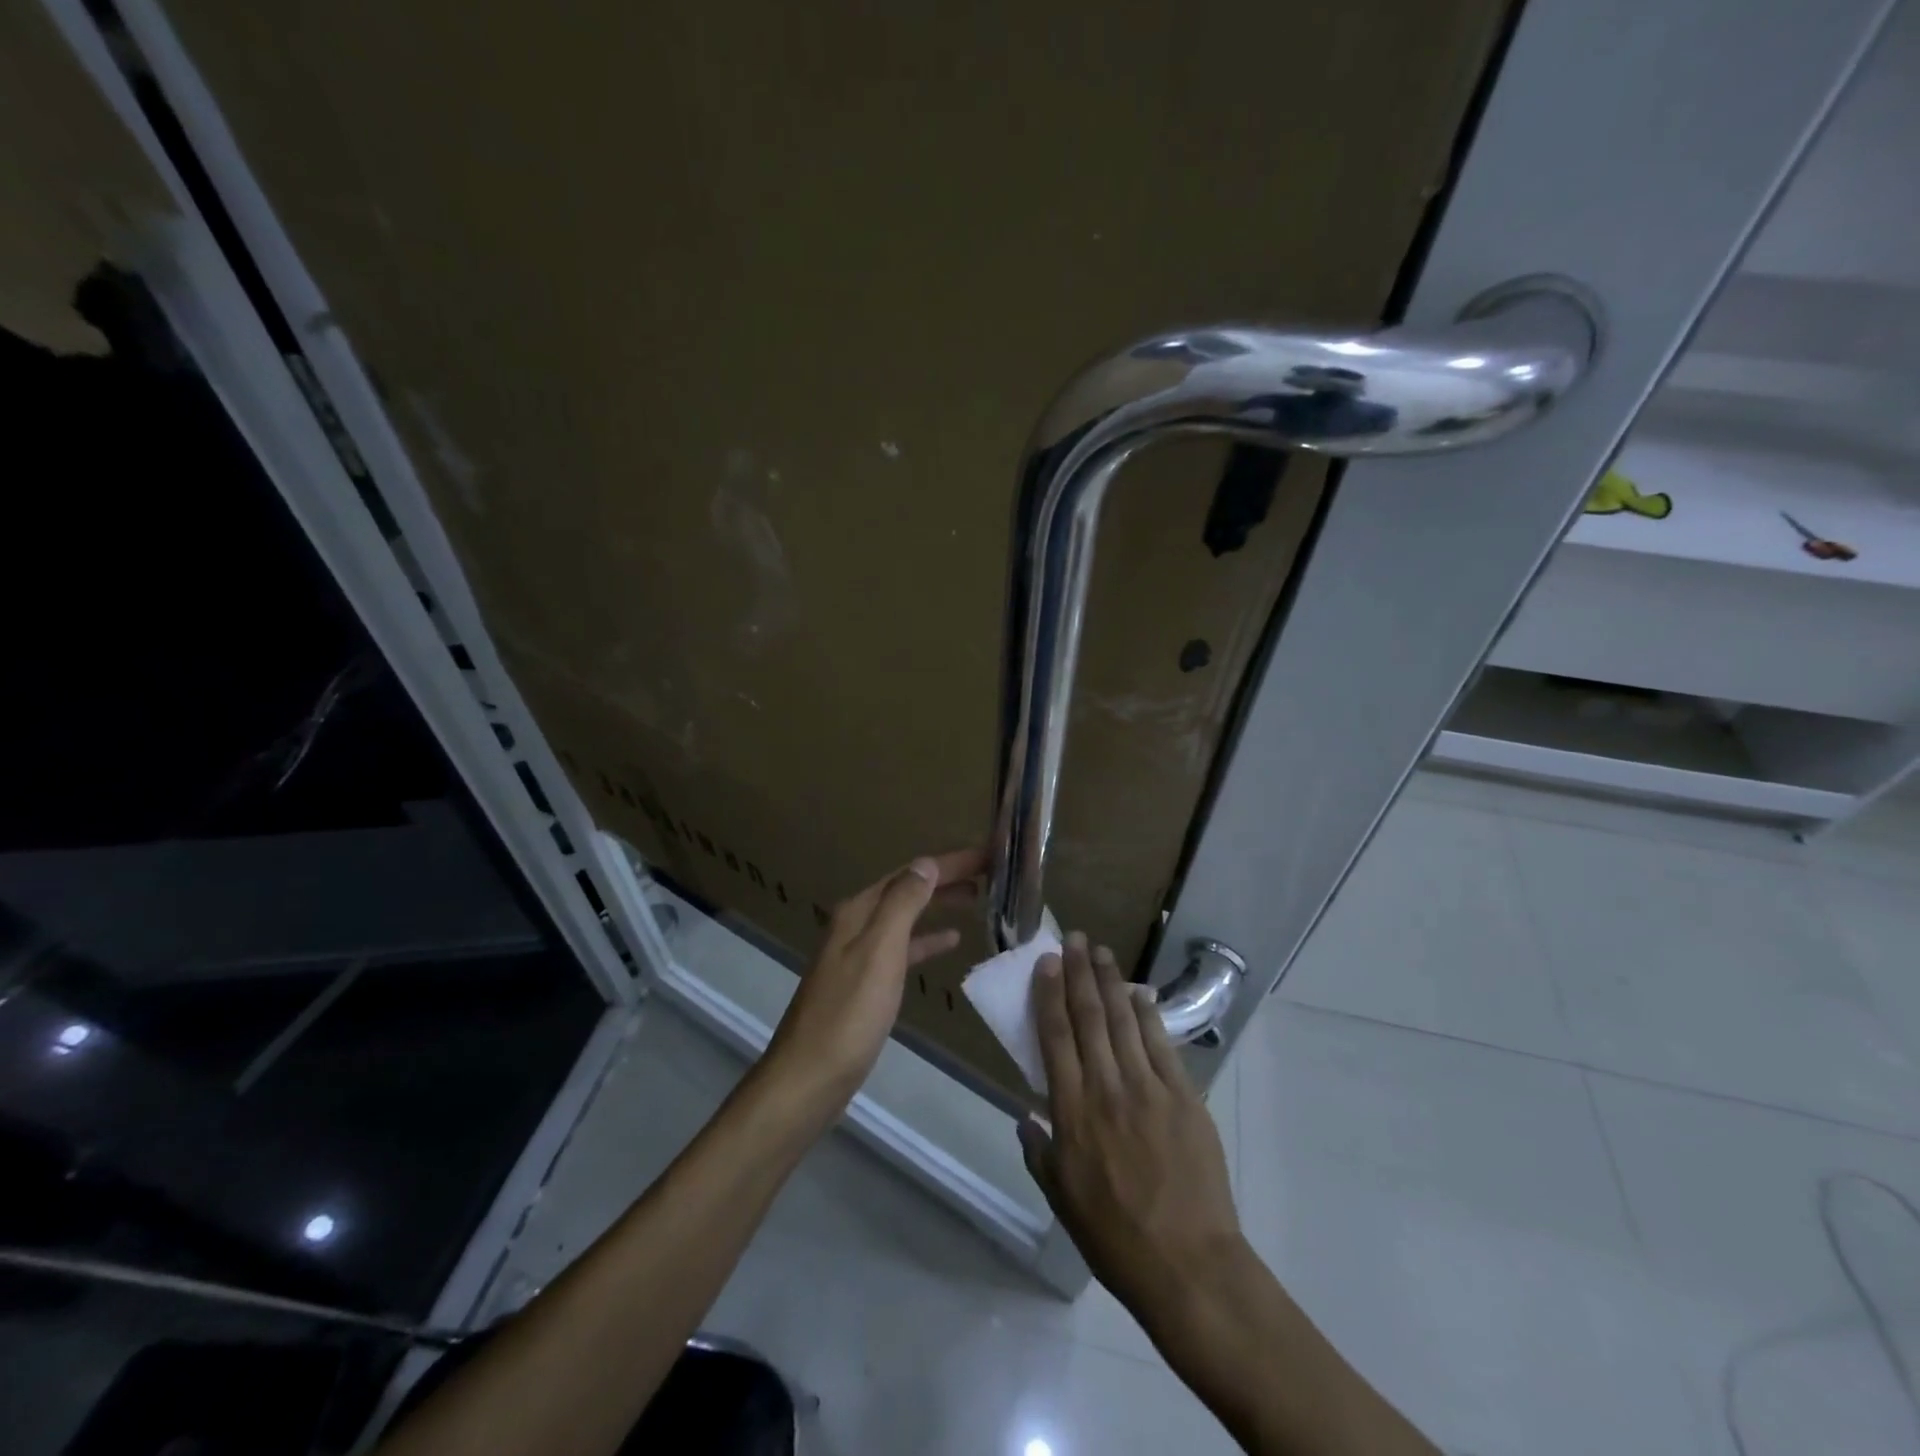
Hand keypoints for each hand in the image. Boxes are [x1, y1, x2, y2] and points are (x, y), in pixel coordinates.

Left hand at [761, 847, 986, 1115]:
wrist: (810, 1077)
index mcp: (859, 911)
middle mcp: (856, 923)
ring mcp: (858, 953)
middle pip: (907, 889)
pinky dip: (926, 939)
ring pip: (906, 916)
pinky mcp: (865, 982)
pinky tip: (950, 941)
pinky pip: (903, 948)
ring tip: (978, 898)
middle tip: (991, 872)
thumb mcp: (879, 952)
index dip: (950, 862)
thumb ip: (902, 904)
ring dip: (939, 903)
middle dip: (947, 877)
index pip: (911, 873)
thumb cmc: (849, 1014)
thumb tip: (926, 863)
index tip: (990, 854)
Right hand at [1019, 933, 1244, 1325]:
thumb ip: (1039, 1151)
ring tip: (1100, 952)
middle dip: (1078, 973)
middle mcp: (1107, 1088)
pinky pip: (1161, 1045)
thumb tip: (1025, 1115)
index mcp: (1072, 1112)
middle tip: (1073, 939)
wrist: (1189, 1265)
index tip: (1045, 963)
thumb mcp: (1061, 1199)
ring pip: (1124, 1021)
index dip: (1048, 995)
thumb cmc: (1115, 1237)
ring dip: (1110, 982)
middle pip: (1089, 1017)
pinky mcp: (1184, 1097)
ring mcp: (1149, 1089)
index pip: (1055, 1037)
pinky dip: (1148, 1015)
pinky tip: (1139, 993)